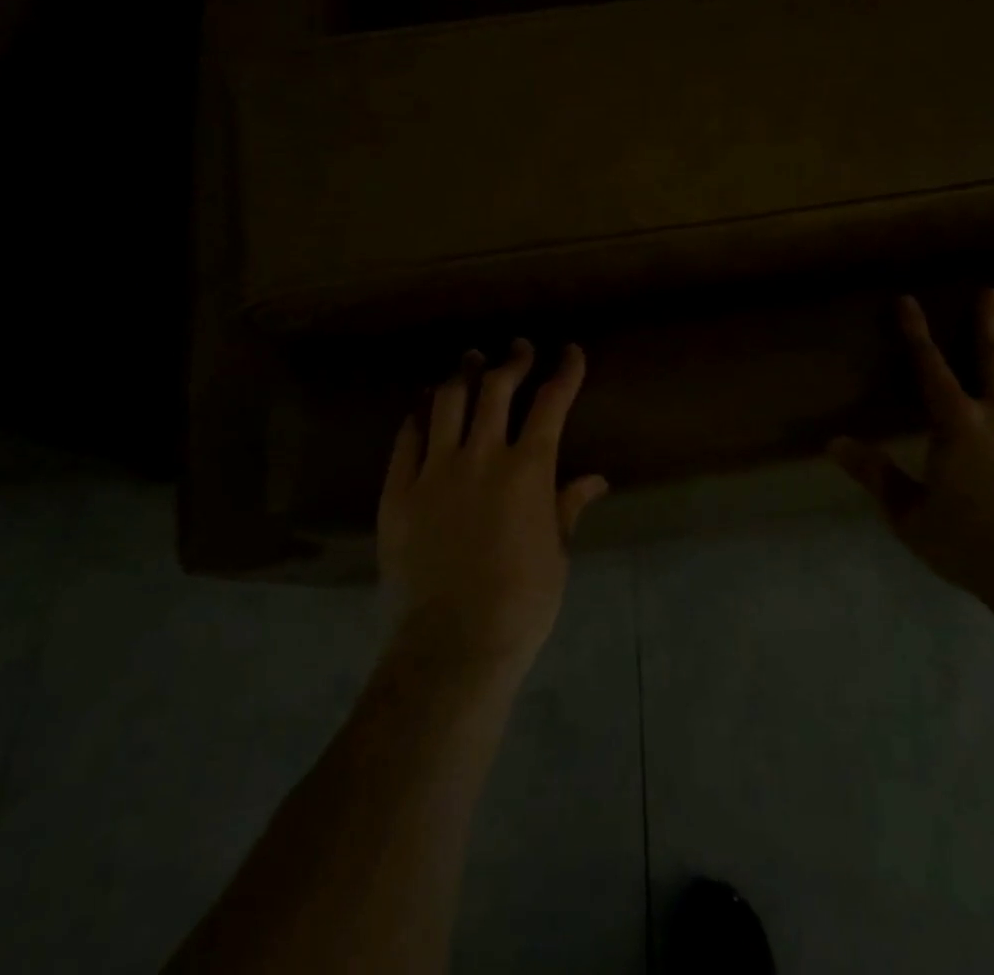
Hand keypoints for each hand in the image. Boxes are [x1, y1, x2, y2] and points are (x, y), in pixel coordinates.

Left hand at [377, 339, 607, 681]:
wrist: (452, 645)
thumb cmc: (520, 604)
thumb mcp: (556, 554)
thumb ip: (568, 507)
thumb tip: (595, 479)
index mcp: (527, 470)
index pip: (551, 403)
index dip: (564, 372)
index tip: (570, 351)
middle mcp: (481, 456)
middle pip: (496, 388)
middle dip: (512, 361)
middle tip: (518, 349)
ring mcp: (434, 470)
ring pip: (448, 402)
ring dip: (463, 374)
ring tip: (470, 360)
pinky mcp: (398, 490)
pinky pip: (407, 438)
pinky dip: (419, 415)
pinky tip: (424, 405)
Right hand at [830, 290, 993, 608]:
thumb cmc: (973, 545)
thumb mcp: (910, 515)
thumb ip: (874, 474)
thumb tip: (833, 443)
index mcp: (957, 424)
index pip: (930, 366)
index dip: (916, 332)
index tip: (908, 301)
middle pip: (993, 356)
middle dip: (987, 321)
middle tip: (991, 292)